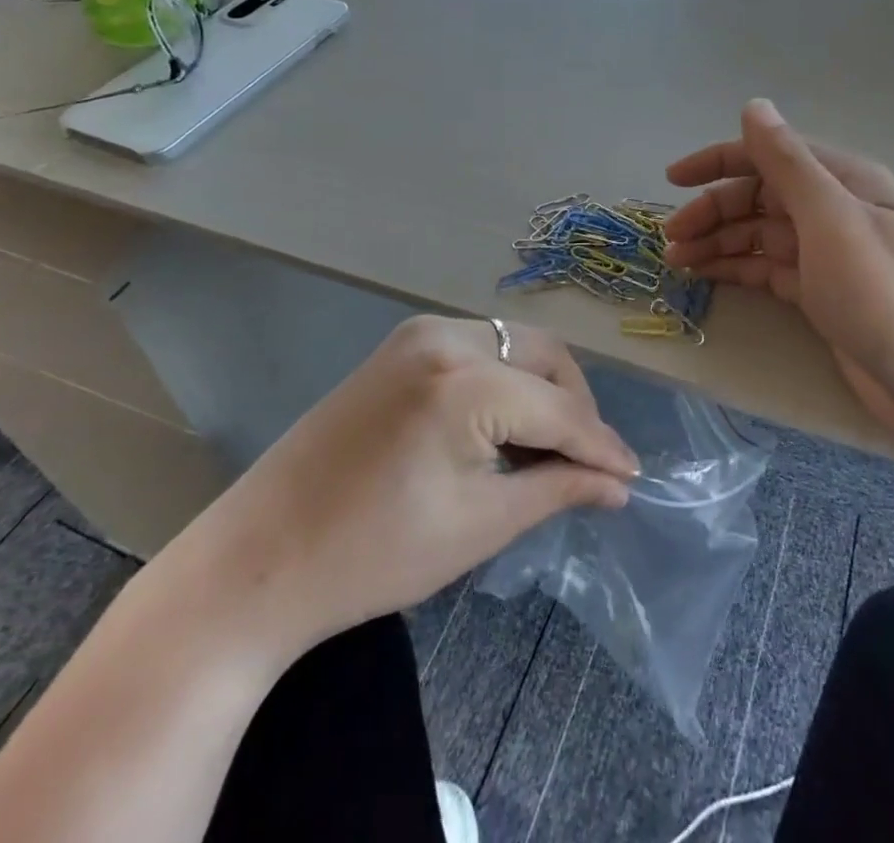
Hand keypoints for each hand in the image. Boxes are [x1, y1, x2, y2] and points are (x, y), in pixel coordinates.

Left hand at [142, 316, 638, 675]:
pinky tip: (504, 425)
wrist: (259, 560)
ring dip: (542, 388)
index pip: (558, 409)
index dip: (601, 445)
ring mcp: (418, 333)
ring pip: (512, 346)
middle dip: (575, 406)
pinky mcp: (400, 345)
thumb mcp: (480, 525)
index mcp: (464, 381)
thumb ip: (557, 489)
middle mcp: (446, 336)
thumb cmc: (373, 555)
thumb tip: (618, 484)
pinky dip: (505, 379)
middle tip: (590, 462)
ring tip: (549, 448)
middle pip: (543, 357)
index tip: (634, 476)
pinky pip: (478, 348)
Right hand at [665, 99, 893, 481]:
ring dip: (718, 241)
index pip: (770, 155)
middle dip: (713, 210)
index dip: (719, 161)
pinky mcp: (823, 295)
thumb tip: (753, 106)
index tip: (672, 180)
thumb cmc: (889, 297)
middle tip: (670, 239)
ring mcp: (829, 255)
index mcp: (844, 181)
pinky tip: (706, 276)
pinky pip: (769, 269)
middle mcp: (835, 210)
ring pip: (760, 234)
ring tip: (677, 261)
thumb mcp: (834, 222)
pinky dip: (736, 268)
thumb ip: (788, 163)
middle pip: (760, 197)